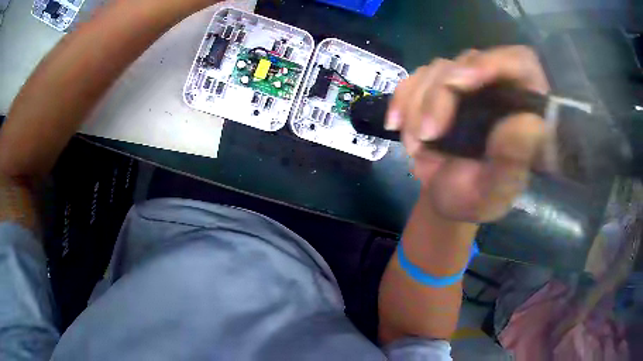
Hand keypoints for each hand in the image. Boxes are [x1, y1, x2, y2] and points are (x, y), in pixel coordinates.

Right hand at [387, 46, 549, 221]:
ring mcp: (468, 83)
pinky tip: (395, 124)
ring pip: (439, 68)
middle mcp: (499, 87)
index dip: (493, 63)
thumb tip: (528, 121)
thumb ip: (513, 160)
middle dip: (440, 95)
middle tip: (426, 134)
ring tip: (415, 146)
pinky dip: (402, 98)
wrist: (446, 197)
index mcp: (525, 107)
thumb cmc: (476, 199)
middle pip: (470, 62)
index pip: (520, 63)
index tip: (461, 83)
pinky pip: (417, 78)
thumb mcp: (497, 190)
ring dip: (418, 104)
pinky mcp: (440, 86)